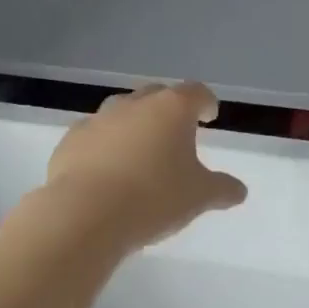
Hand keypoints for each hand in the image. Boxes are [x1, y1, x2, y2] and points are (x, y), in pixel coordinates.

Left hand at [44, 82, 247, 250]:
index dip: (205, 103)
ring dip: (134, 126)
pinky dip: (105, 146)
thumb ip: (222, 189)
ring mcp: (98, 119)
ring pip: (122, 113)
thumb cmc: (153, 198)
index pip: (196, 92)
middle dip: (168, 111)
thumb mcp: (199, 197)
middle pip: (157, 95)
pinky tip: (107, 171)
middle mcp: (134, 104)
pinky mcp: (70, 141)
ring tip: (140, 153)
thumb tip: (238, 190)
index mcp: (172, 108)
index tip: (209, 116)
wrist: (84, 215)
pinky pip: (95, 136)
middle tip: (176, 134)